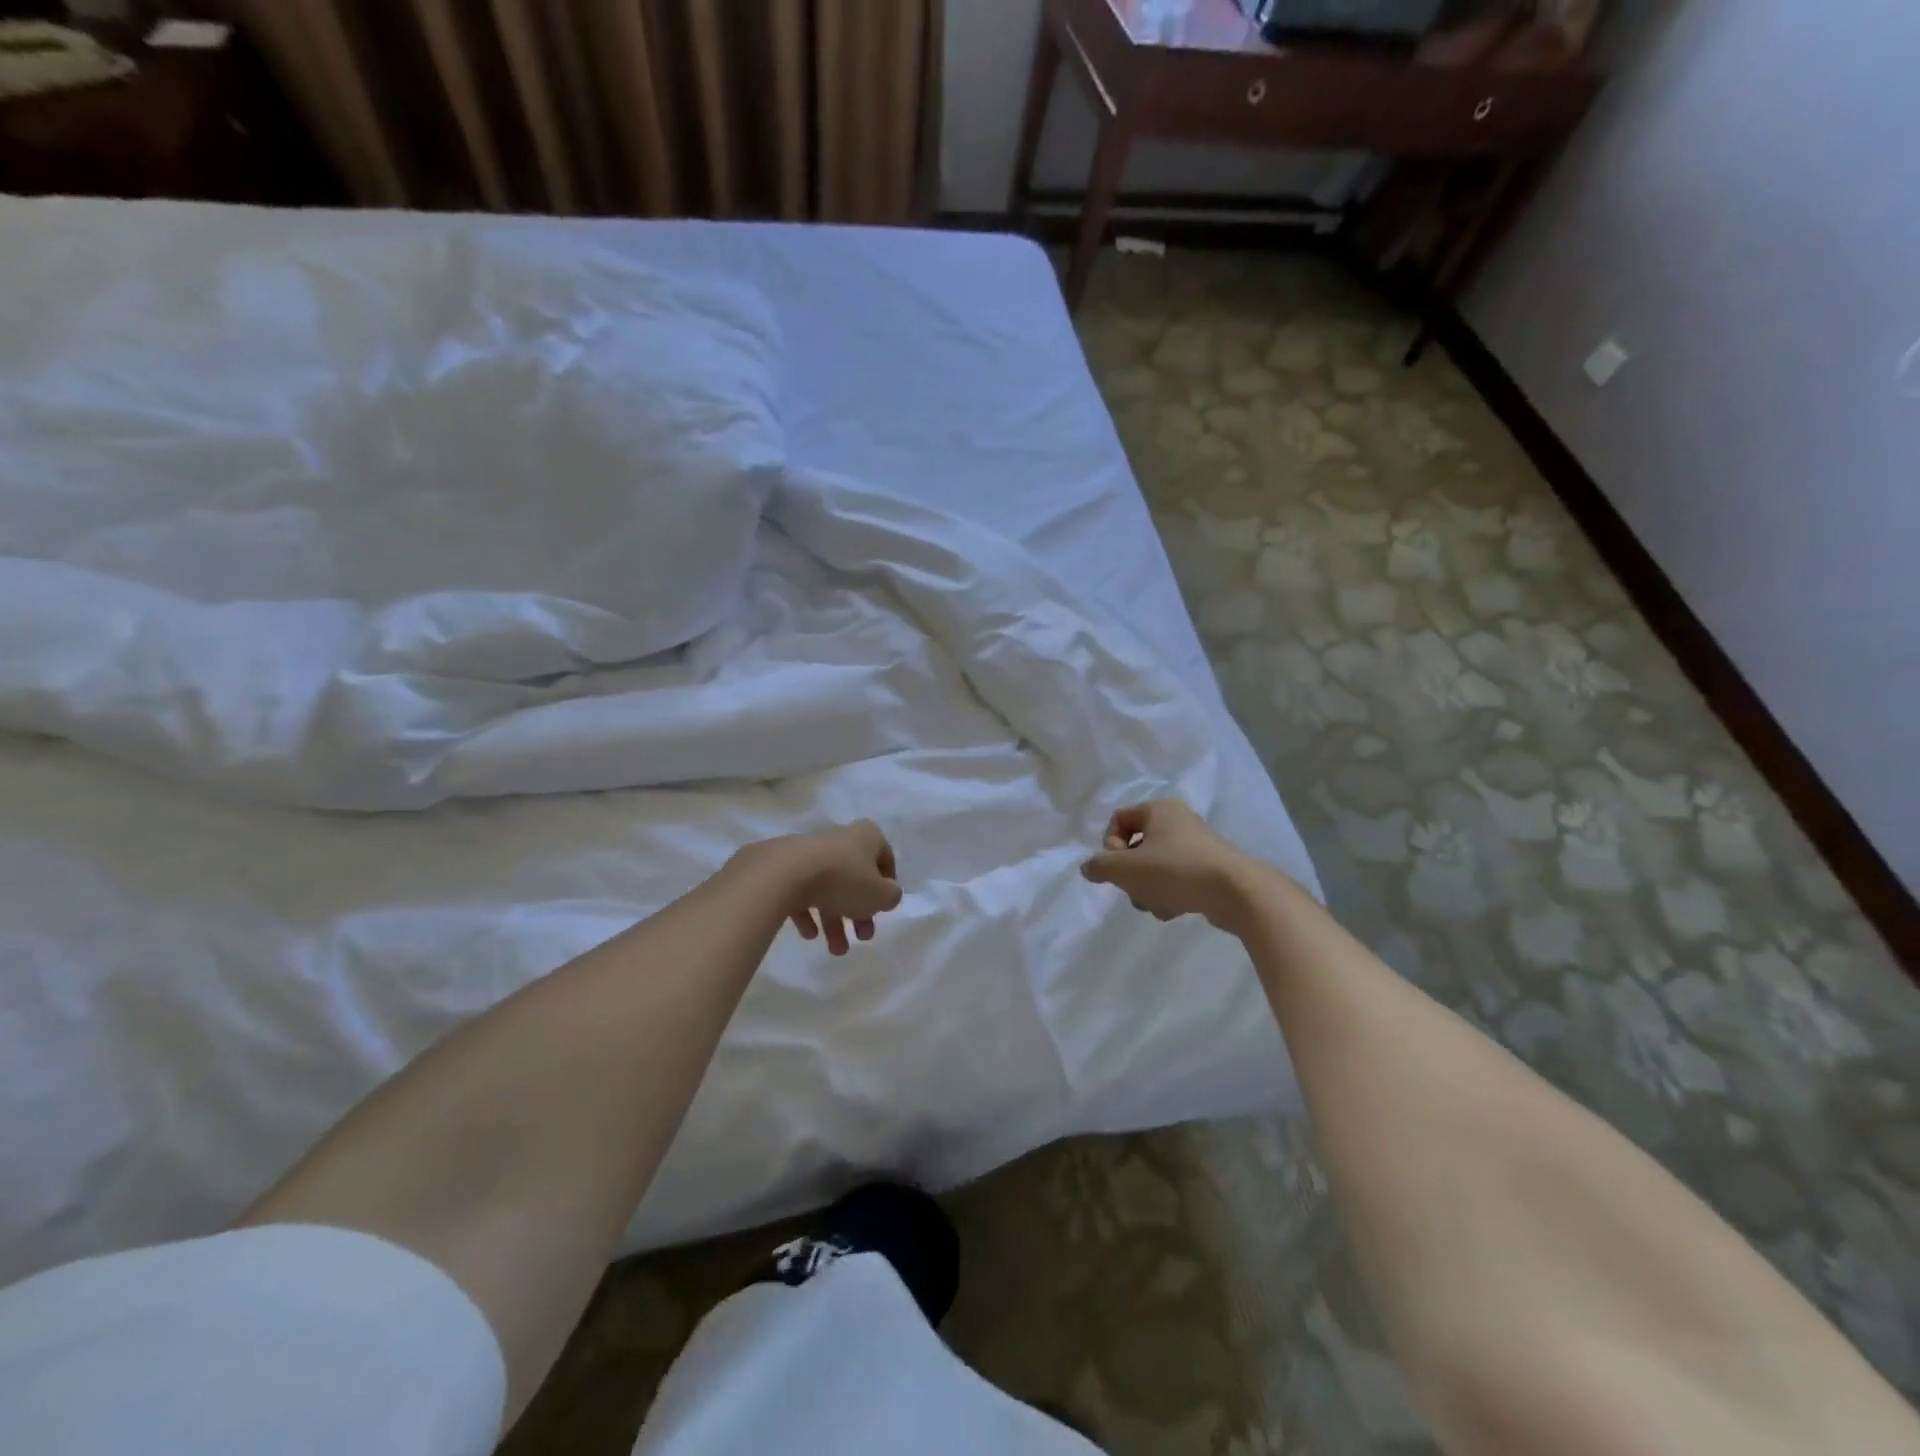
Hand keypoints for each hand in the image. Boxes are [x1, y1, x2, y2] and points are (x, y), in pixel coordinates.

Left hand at [768, 820, 902, 955]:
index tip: (883, 908)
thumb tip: (886, 895)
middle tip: (862, 937)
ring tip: (835, 950)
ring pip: (829, 888)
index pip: (884, 857)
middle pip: (855, 878)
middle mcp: (839, 839)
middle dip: (860, 912)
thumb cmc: (844, 879)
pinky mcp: (784, 867)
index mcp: (866, 837)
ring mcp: (810, 852)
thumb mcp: (881, 895)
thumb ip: (891, 897)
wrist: (785, 873)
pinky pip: (802, 892)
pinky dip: (808, 913)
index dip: (887, 885)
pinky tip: (809, 934)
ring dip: (835, 921)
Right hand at [1080, 800, 1255, 931]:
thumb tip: (1088, 868)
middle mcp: (1177, 821)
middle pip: (1136, 847)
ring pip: (1154, 867)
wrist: (1237, 892)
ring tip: (1157, 905)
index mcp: (1158, 810)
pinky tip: (1174, 909)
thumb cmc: (1176, 871)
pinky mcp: (1209, 869)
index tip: (1118, 867)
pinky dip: (1169, 894)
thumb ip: (1100, 867)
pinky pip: (1176, 879)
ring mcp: (1196, 845)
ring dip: (1148, 889)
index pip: (1118, 820)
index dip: (1110, 846)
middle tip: (1136, 891)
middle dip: (1130, 875)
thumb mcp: (1126, 869)